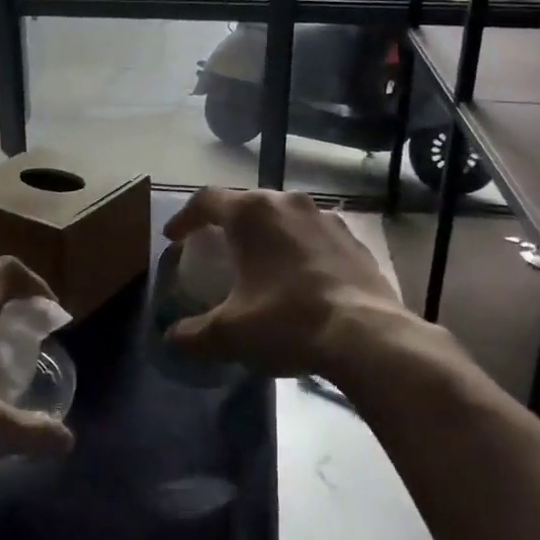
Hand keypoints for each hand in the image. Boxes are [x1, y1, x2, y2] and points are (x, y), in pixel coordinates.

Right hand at [163, 188, 402, 376]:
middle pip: (247, 204)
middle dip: (227, 225)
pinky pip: (315, 237)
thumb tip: (173, 339)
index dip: (185, 218)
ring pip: (284, 218)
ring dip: (267, 235)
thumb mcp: (229, 333)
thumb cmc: (286, 320)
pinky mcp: (354, 240)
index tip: (174, 238)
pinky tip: (300, 279)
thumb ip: (193, 334)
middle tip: (216, 249)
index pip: (206, 201)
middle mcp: (287, 203)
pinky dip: (299, 251)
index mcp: (251, 213)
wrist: (366, 335)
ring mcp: (325, 218)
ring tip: (260, 263)